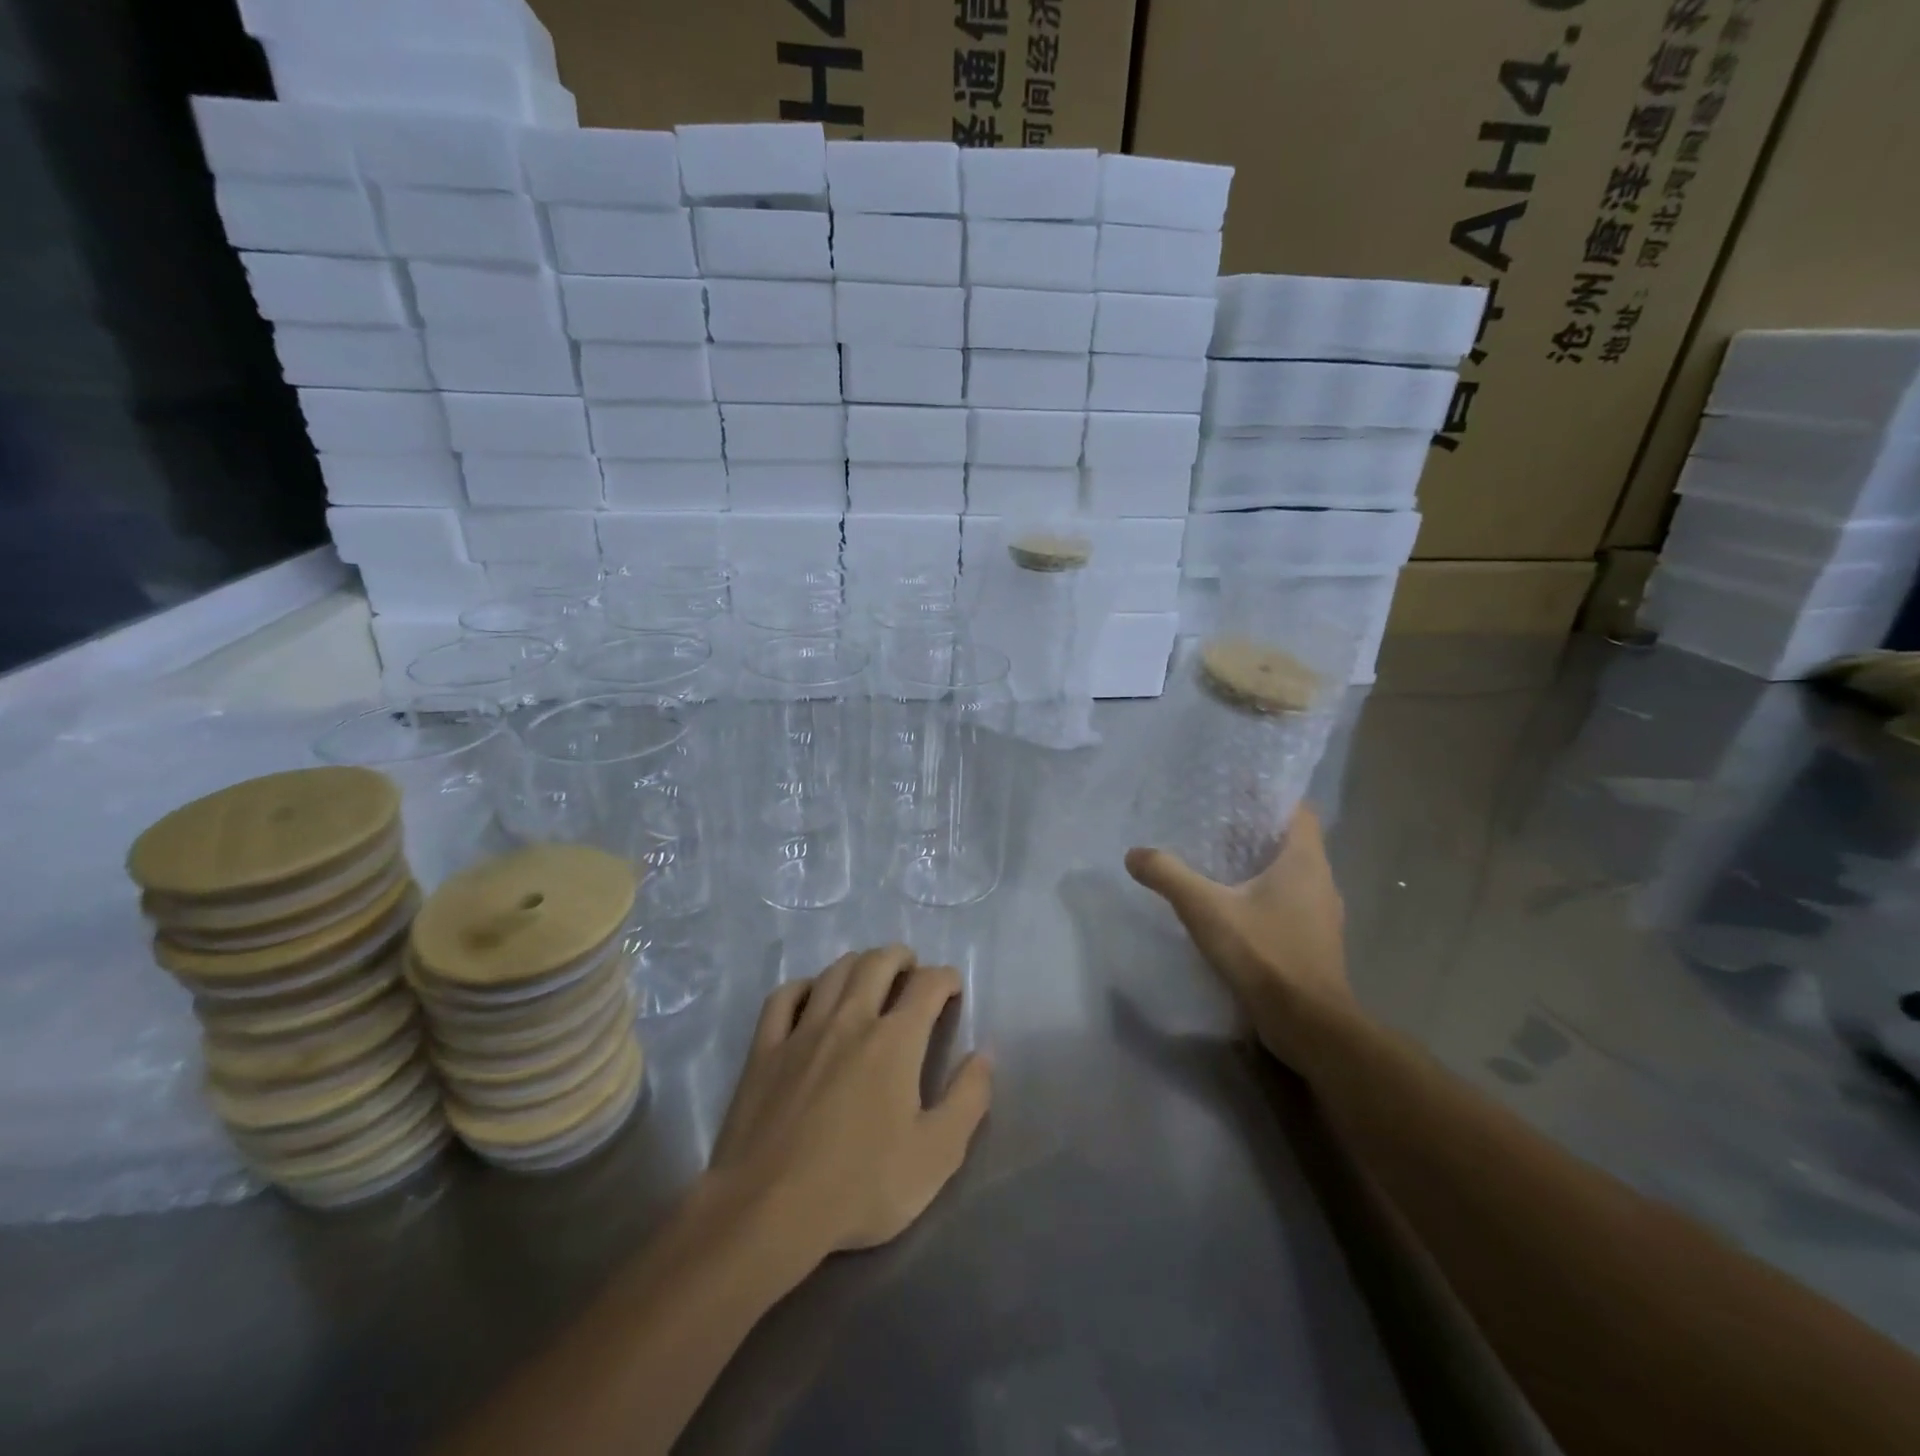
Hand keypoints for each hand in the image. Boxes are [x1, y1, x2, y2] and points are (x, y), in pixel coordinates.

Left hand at [706, 946, 992, 1267]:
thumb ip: (968, 1099)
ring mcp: (803, 1031)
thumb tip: (984, 1054)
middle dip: (901, 958)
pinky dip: (803, 986)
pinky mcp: (765, 1050)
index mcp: (895, 1040)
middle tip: (911, 970)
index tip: (952, 988)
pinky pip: (784, 998)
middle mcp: (850, 1019)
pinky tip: (811, 995)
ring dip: (859, 964)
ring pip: (834, 972)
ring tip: (870, 975)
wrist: (768, 1211)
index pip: (927, 985)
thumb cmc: (861, 1186)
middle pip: (878, 963)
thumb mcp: (937, 1155)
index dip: (945, 978)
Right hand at [1125, 807, 1352, 1069]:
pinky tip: (1233, 910)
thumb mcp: (1206, 910)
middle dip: (1256, 832)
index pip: (1298, 811)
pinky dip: (1266, 898)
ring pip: (1292, 876)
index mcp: (1305, 861)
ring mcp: (1322, 916)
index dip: (1271, 797)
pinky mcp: (1315, 943)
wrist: (1309, 1025)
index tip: (1238, 793)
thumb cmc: (1265, 954)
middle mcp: (1322, 881)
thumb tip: (1135, 854)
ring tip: (1219, 865)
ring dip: (1261, 868)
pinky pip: (1291, 905)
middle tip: (1215, 827)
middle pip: (1292, 842)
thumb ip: (1169, 876)